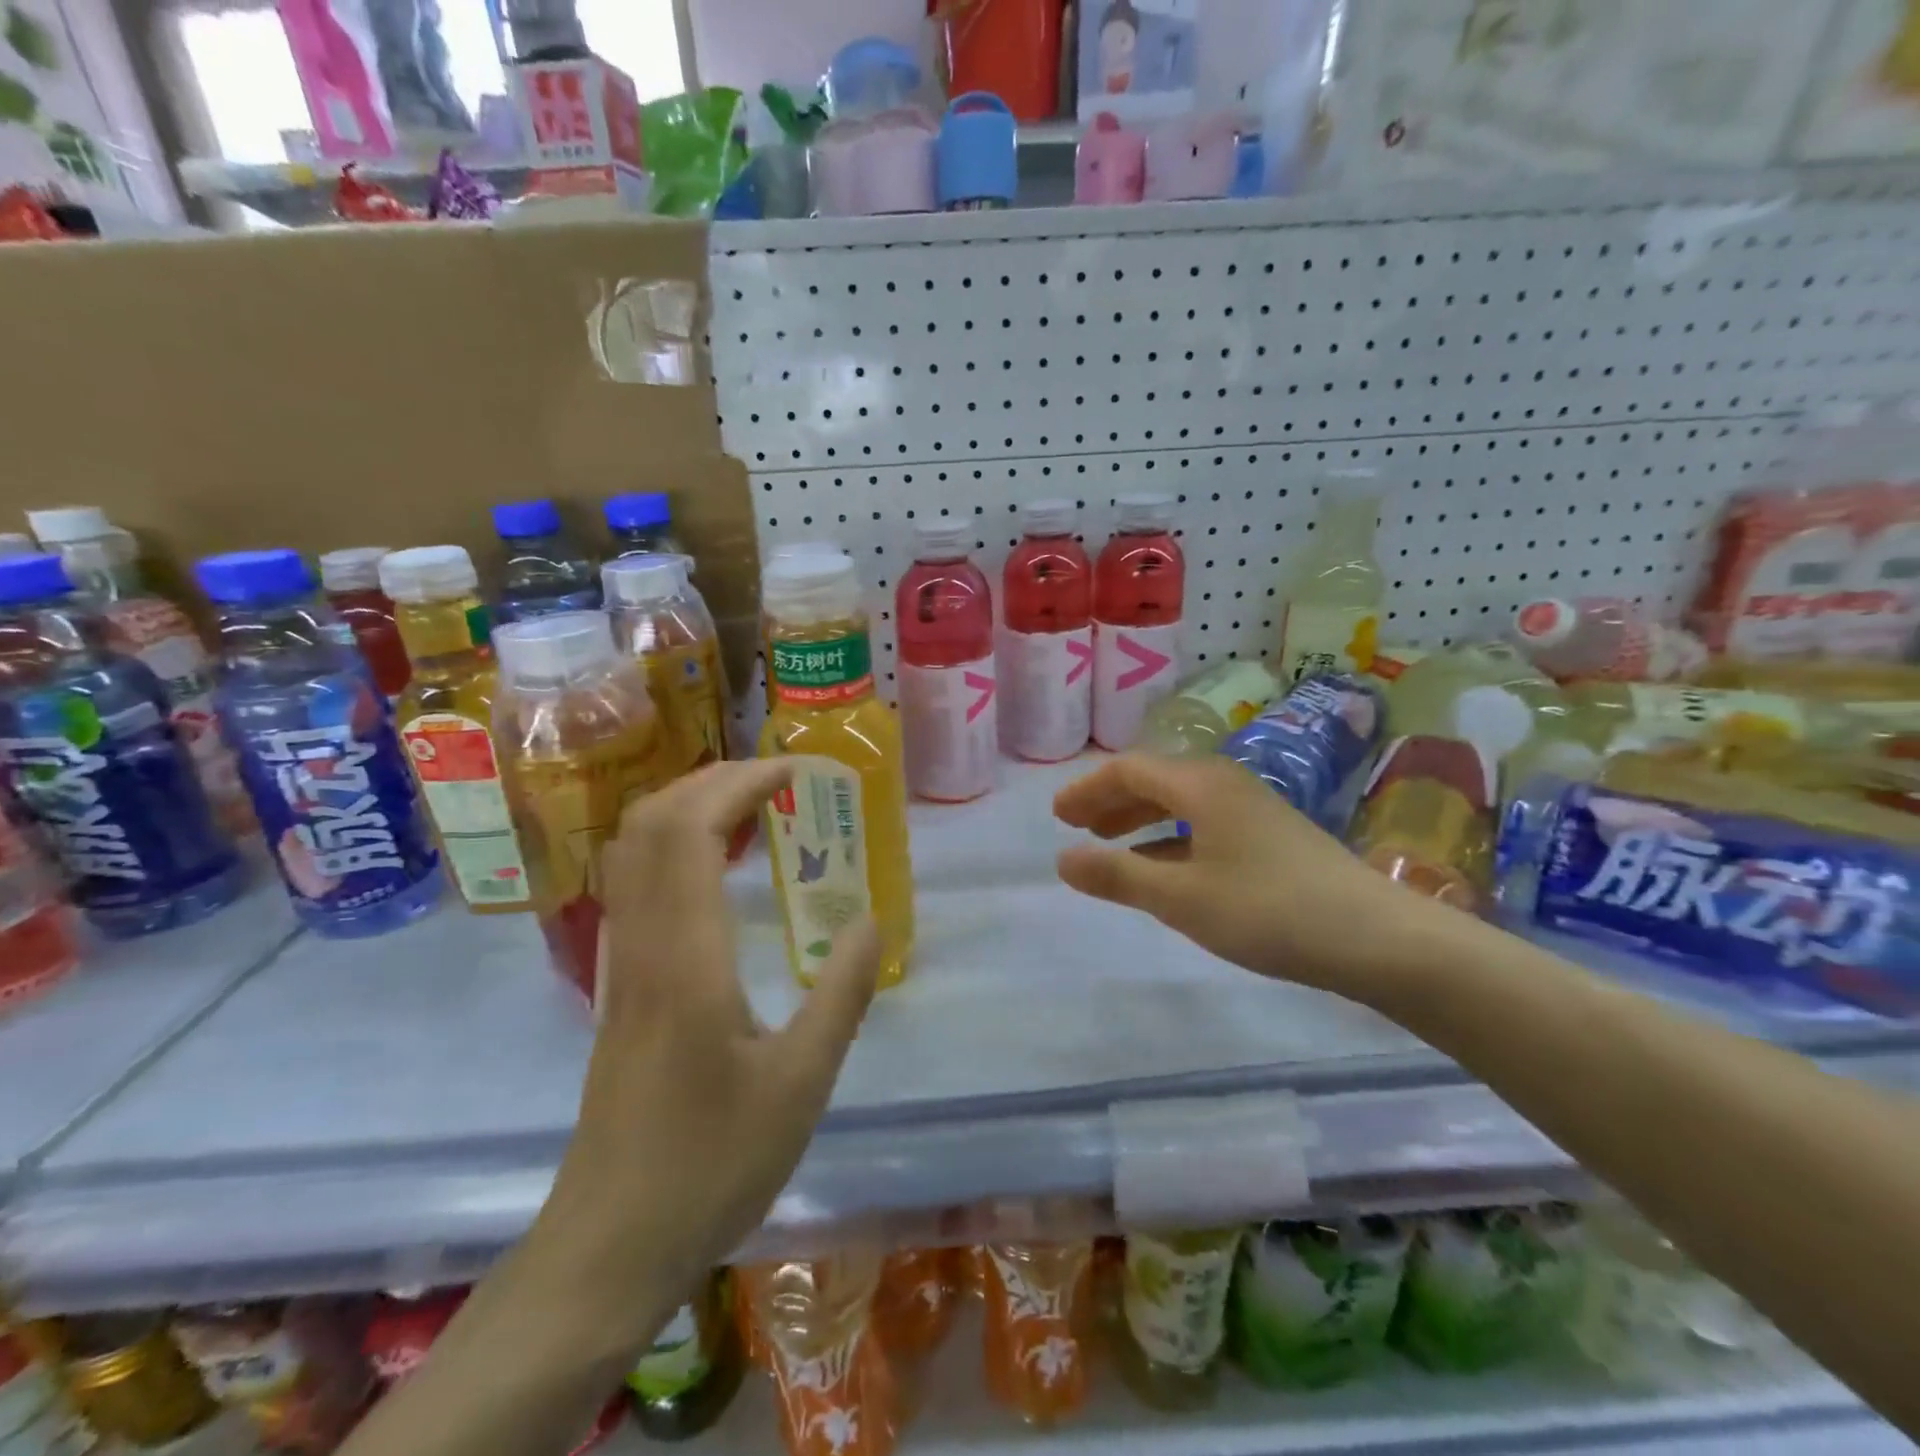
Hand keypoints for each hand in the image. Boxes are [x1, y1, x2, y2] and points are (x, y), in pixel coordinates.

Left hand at [537, 759, 881, 1322]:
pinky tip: (718, 870)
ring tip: (754, 809)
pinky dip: (675, 847)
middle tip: (778, 780)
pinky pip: (637, 885)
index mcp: (685, 958)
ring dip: (689, 808)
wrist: (610, 1245)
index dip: (738, 782)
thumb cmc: (711, 1165)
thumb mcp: (802, 1083)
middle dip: (712, 780)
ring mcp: (621, 963)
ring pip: (634, 851)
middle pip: (651, 823)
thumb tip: (869, 921)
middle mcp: (642, 944)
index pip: (690, 830)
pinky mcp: (619, 985)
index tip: (794, 771)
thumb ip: (840, 993)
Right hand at [1053, 753, 1459, 1004]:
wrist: (1377, 938)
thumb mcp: (1181, 898)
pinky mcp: (1270, 836)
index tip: (1057, 817)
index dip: (1088, 789)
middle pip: (1154, 779)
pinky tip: (1163, 867)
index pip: (1129, 769)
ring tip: (1110, 845)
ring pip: (1180, 802)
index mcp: (1200, 785)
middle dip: (1110, 801)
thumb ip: (1118, 876)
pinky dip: (1170, 838)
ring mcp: (1251, 809)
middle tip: (1076, 827)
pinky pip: (1203, 823)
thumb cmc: (1268, 910)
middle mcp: (1224, 784)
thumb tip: (1062, 860)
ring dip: (1139, 819)